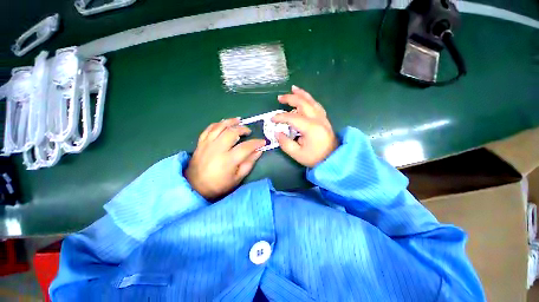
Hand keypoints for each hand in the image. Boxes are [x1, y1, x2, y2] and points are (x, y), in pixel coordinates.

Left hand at [185, 118, 265, 199]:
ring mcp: (208, 144)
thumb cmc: (219, 185)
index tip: (263, 142)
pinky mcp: (201, 143)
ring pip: (220, 127)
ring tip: (238, 120)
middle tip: (249, 131)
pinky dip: (217, 124)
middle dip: (243, 129)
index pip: (246, 147)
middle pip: (232, 132)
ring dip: (231, 121)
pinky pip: (209, 128)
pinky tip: (223, 123)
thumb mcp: (237, 178)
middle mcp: (218, 149)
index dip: (256, 143)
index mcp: (228, 160)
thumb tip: (259, 151)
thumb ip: (249, 163)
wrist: (195, 187)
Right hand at [272, 85, 337, 167]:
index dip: (280, 117)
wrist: (333, 159)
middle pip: (303, 103)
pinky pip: (316, 105)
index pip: (292, 117)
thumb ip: (285, 143)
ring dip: (301, 94)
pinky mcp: (324, 119)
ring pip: (311, 101)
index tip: (272, 119)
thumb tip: (277, 132)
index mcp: (311, 128)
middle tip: (280, 98)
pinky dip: (309, 99)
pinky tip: (305, 98)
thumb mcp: (297, 154)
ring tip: (293, 88)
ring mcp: (323, 117)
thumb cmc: (315, 158)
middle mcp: (318, 119)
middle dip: (290, 98)